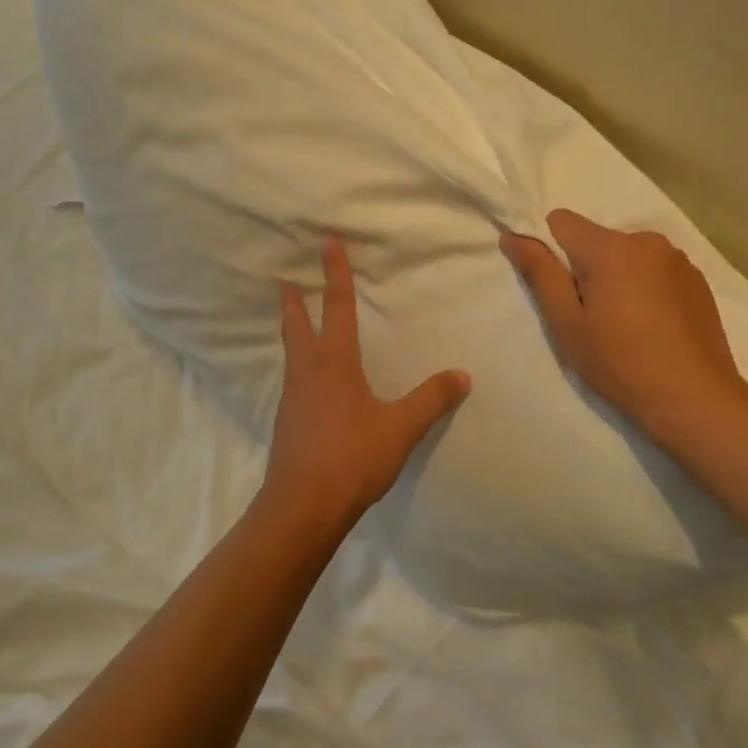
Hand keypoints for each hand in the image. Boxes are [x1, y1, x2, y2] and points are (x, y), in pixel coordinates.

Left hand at [262, 238, 471, 539]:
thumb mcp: (400, 428)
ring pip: (290, 352)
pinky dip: (297, 365)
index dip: (334, 273)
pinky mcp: (286, 421)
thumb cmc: (352, 458)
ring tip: (294, 322)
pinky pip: (291, 380)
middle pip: (296, 325)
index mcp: (334, 362)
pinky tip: (306, 381)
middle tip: (285, 279)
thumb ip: (431, 400)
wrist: (302, 506)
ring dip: (291, 330)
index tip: (326, 242)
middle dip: (293, 300)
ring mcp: (292, 397)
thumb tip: (462, 375)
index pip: (336, 307)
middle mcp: (307, 372)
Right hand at [500, 209, 747, 451]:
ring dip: (617, 276)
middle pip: (596, 239)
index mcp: (610, 248)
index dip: (548, 248)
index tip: (555, 287)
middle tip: (589, 316)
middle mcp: (646, 241)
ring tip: (624, 324)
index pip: (561, 221)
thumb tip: (513, 235)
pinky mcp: (698, 280)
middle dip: (585, 267)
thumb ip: (539, 273)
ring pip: (627, 255)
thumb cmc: (620, 363)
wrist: (696, 400)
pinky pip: (655, 269)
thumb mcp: (566, 324)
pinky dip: (645, 287)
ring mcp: (677, 259)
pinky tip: (653, 326)